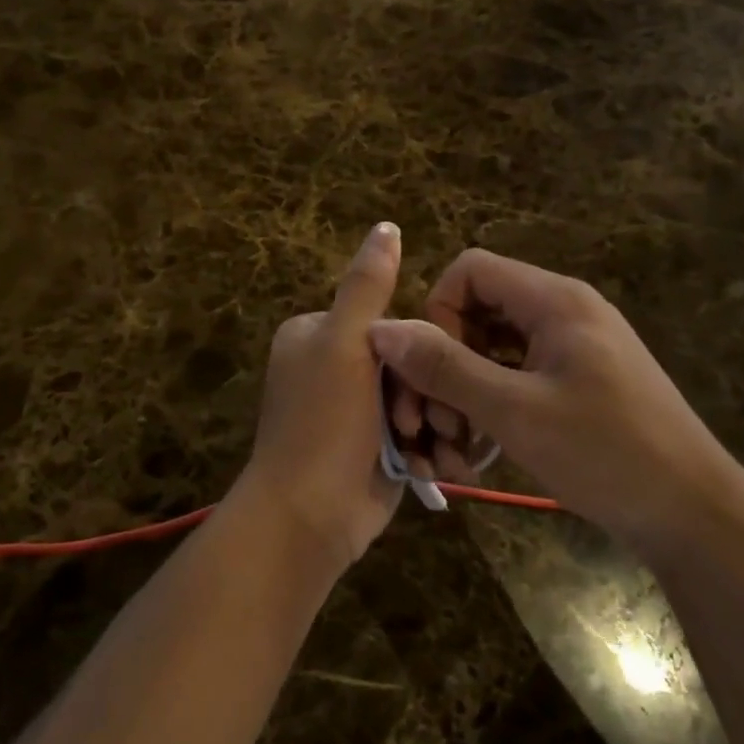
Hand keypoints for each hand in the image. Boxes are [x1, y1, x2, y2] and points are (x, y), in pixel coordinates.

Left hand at [237, 222, 404, 570]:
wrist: (309, 517)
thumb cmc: (323, 423)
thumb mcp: (345, 344)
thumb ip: (367, 286)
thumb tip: (386, 226)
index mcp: (316, 335)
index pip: (389, 323)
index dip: (417, 349)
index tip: (427, 378)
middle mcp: (332, 368)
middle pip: (406, 363)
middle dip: (426, 396)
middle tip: (430, 424)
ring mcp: (352, 411)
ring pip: (416, 400)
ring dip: (432, 426)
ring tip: (435, 451)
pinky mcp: (371, 448)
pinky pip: (412, 434)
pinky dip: (426, 450)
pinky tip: (435, 467)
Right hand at [367, 248, 743, 550]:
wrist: (694, 515)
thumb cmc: (605, 453)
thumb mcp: (513, 411)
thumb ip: (444, 367)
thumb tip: (380, 328)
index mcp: (554, 300)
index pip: (470, 270)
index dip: (438, 311)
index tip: (434, 368)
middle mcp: (564, 311)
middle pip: (478, 309)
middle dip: (447, 360)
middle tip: (439, 422)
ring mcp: (574, 347)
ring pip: (494, 348)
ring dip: (465, 389)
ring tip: (458, 445)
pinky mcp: (579, 380)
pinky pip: (517, 374)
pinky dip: (492, 402)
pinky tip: (484, 448)